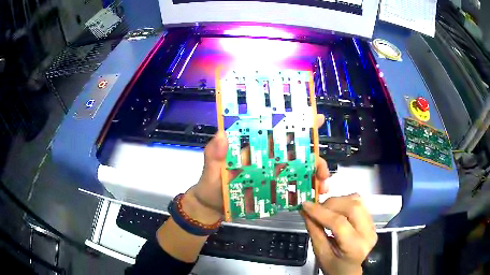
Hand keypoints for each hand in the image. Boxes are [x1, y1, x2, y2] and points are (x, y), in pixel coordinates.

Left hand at [184, 114, 328, 223]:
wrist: (212, 208)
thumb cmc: (211, 185)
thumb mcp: (210, 168)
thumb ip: (214, 155)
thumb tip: (221, 134)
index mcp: (256, 151)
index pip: (279, 134)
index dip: (298, 125)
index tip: (317, 119)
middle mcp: (268, 162)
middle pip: (298, 156)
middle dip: (315, 159)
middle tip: (323, 170)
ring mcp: (273, 179)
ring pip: (300, 174)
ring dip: (314, 178)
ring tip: (322, 187)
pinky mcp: (274, 195)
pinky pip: (293, 193)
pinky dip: (304, 195)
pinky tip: (312, 199)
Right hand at [301, 194, 377, 274]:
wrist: (352, 271)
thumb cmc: (336, 268)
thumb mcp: (322, 256)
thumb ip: (315, 233)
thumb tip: (306, 213)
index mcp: (355, 247)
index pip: (339, 223)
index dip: (320, 212)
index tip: (306, 205)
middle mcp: (368, 233)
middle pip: (352, 207)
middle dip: (331, 203)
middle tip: (316, 208)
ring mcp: (372, 226)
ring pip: (358, 201)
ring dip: (339, 200)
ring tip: (325, 209)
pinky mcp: (371, 221)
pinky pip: (359, 204)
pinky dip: (345, 202)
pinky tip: (336, 210)